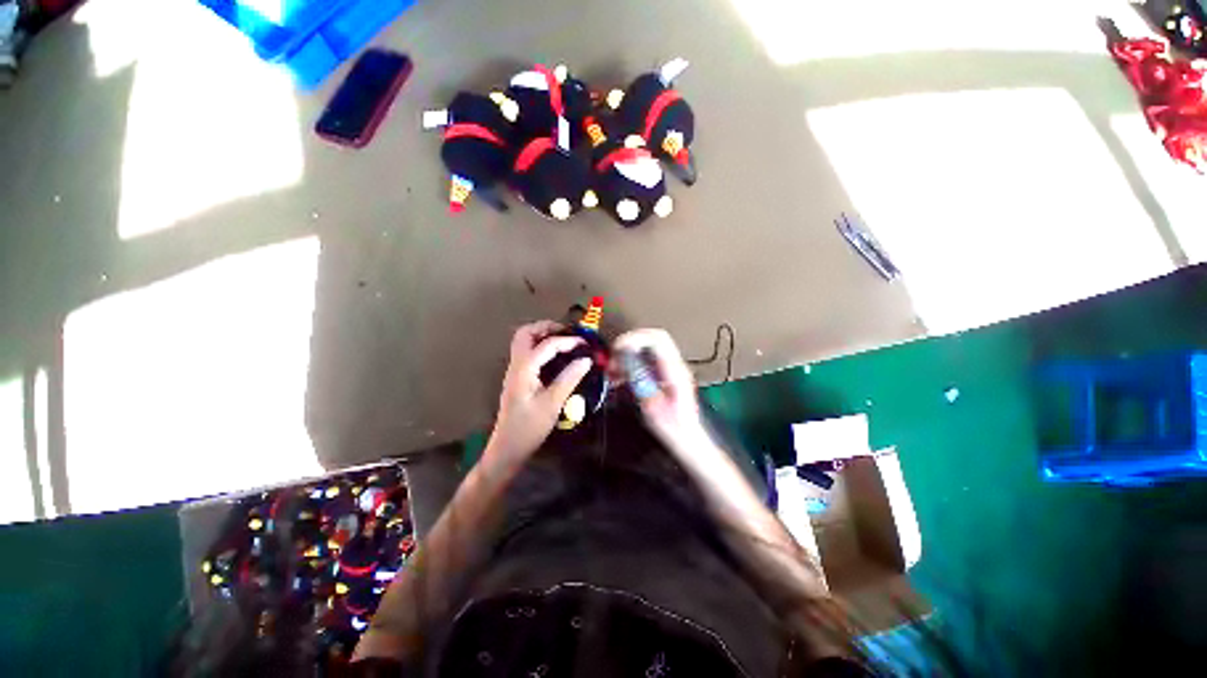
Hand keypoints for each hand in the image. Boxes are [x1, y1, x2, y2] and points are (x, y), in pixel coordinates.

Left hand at [486, 321, 591, 464]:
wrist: (507, 448)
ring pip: (524, 341)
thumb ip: (569, 379)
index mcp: (524, 369)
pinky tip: (556, 356)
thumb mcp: (552, 404)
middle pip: (526, 333)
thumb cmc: (529, 428)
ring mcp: (515, 371)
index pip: (546, 345)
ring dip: (542, 335)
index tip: (585, 344)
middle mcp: (516, 365)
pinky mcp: (518, 378)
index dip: (567, 341)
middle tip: (568, 332)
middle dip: (547, 327)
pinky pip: (527, 352)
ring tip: (564, 340)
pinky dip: (541, 346)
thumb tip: (586, 360)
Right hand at [613, 329, 708, 453]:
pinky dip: (632, 363)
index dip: (635, 338)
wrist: (688, 439)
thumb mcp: (652, 407)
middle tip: (613, 358)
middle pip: (653, 338)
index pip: (657, 339)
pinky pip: (647, 359)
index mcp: (674, 371)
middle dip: (630, 343)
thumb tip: (626, 360)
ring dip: (629, 353)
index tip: (617, 349)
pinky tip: (620, 377)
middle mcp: (675, 365)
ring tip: (614, 370)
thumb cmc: (672, 428)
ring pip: (649, 347)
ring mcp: (671, 368)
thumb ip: (640, 381)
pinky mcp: (665, 374)